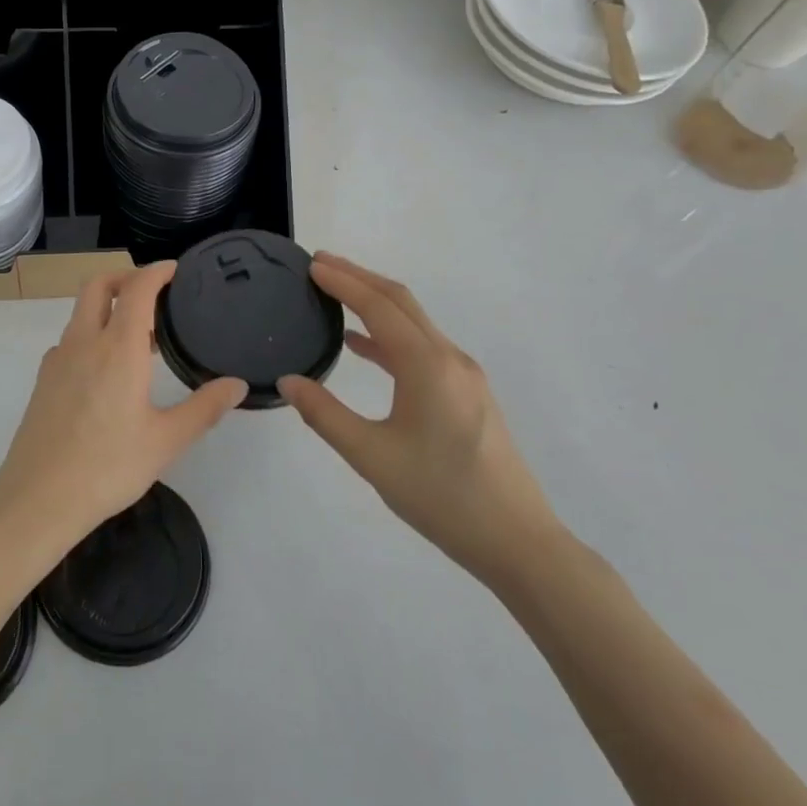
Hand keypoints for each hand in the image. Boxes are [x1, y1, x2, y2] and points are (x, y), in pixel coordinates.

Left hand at [0, 262, 247, 551]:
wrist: (38, 498)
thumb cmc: (108, 467)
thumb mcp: (166, 440)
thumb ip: (204, 408)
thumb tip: (237, 385)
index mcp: (117, 349)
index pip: (137, 290)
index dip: (156, 272)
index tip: (175, 270)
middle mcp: (83, 343)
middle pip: (97, 287)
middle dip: (124, 278)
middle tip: (153, 292)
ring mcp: (57, 360)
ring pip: (81, 313)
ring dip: (108, 308)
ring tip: (139, 337)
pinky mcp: (43, 380)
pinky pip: (70, 341)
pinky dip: (91, 336)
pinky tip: (107, 371)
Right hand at [277, 252, 562, 584]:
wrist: (517, 541)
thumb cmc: (441, 496)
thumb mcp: (371, 457)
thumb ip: (325, 414)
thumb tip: (288, 380)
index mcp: (427, 366)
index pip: (378, 307)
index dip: (343, 282)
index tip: (312, 264)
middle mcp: (449, 358)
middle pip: (401, 303)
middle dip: (360, 278)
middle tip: (320, 264)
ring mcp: (463, 375)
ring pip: (414, 322)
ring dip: (375, 303)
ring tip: (335, 294)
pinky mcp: (467, 393)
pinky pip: (422, 347)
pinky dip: (389, 335)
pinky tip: (363, 346)